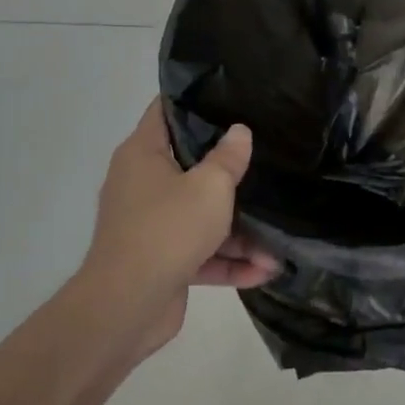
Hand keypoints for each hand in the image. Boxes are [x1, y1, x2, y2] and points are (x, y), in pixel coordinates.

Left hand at [84, 100, 277, 359]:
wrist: (126, 307)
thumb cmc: (167, 229)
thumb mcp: (210, 187)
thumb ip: (229, 157)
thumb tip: (239, 132)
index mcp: (143, 155)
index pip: (165, 112)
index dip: (194, 100)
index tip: (230, 97)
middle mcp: (142, 184)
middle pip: (190, 166)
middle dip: (230, 171)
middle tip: (266, 158)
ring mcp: (150, 225)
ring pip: (200, 216)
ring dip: (239, 232)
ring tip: (278, 245)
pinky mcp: (161, 261)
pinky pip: (200, 253)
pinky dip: (228, 261)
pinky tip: (265, 271)